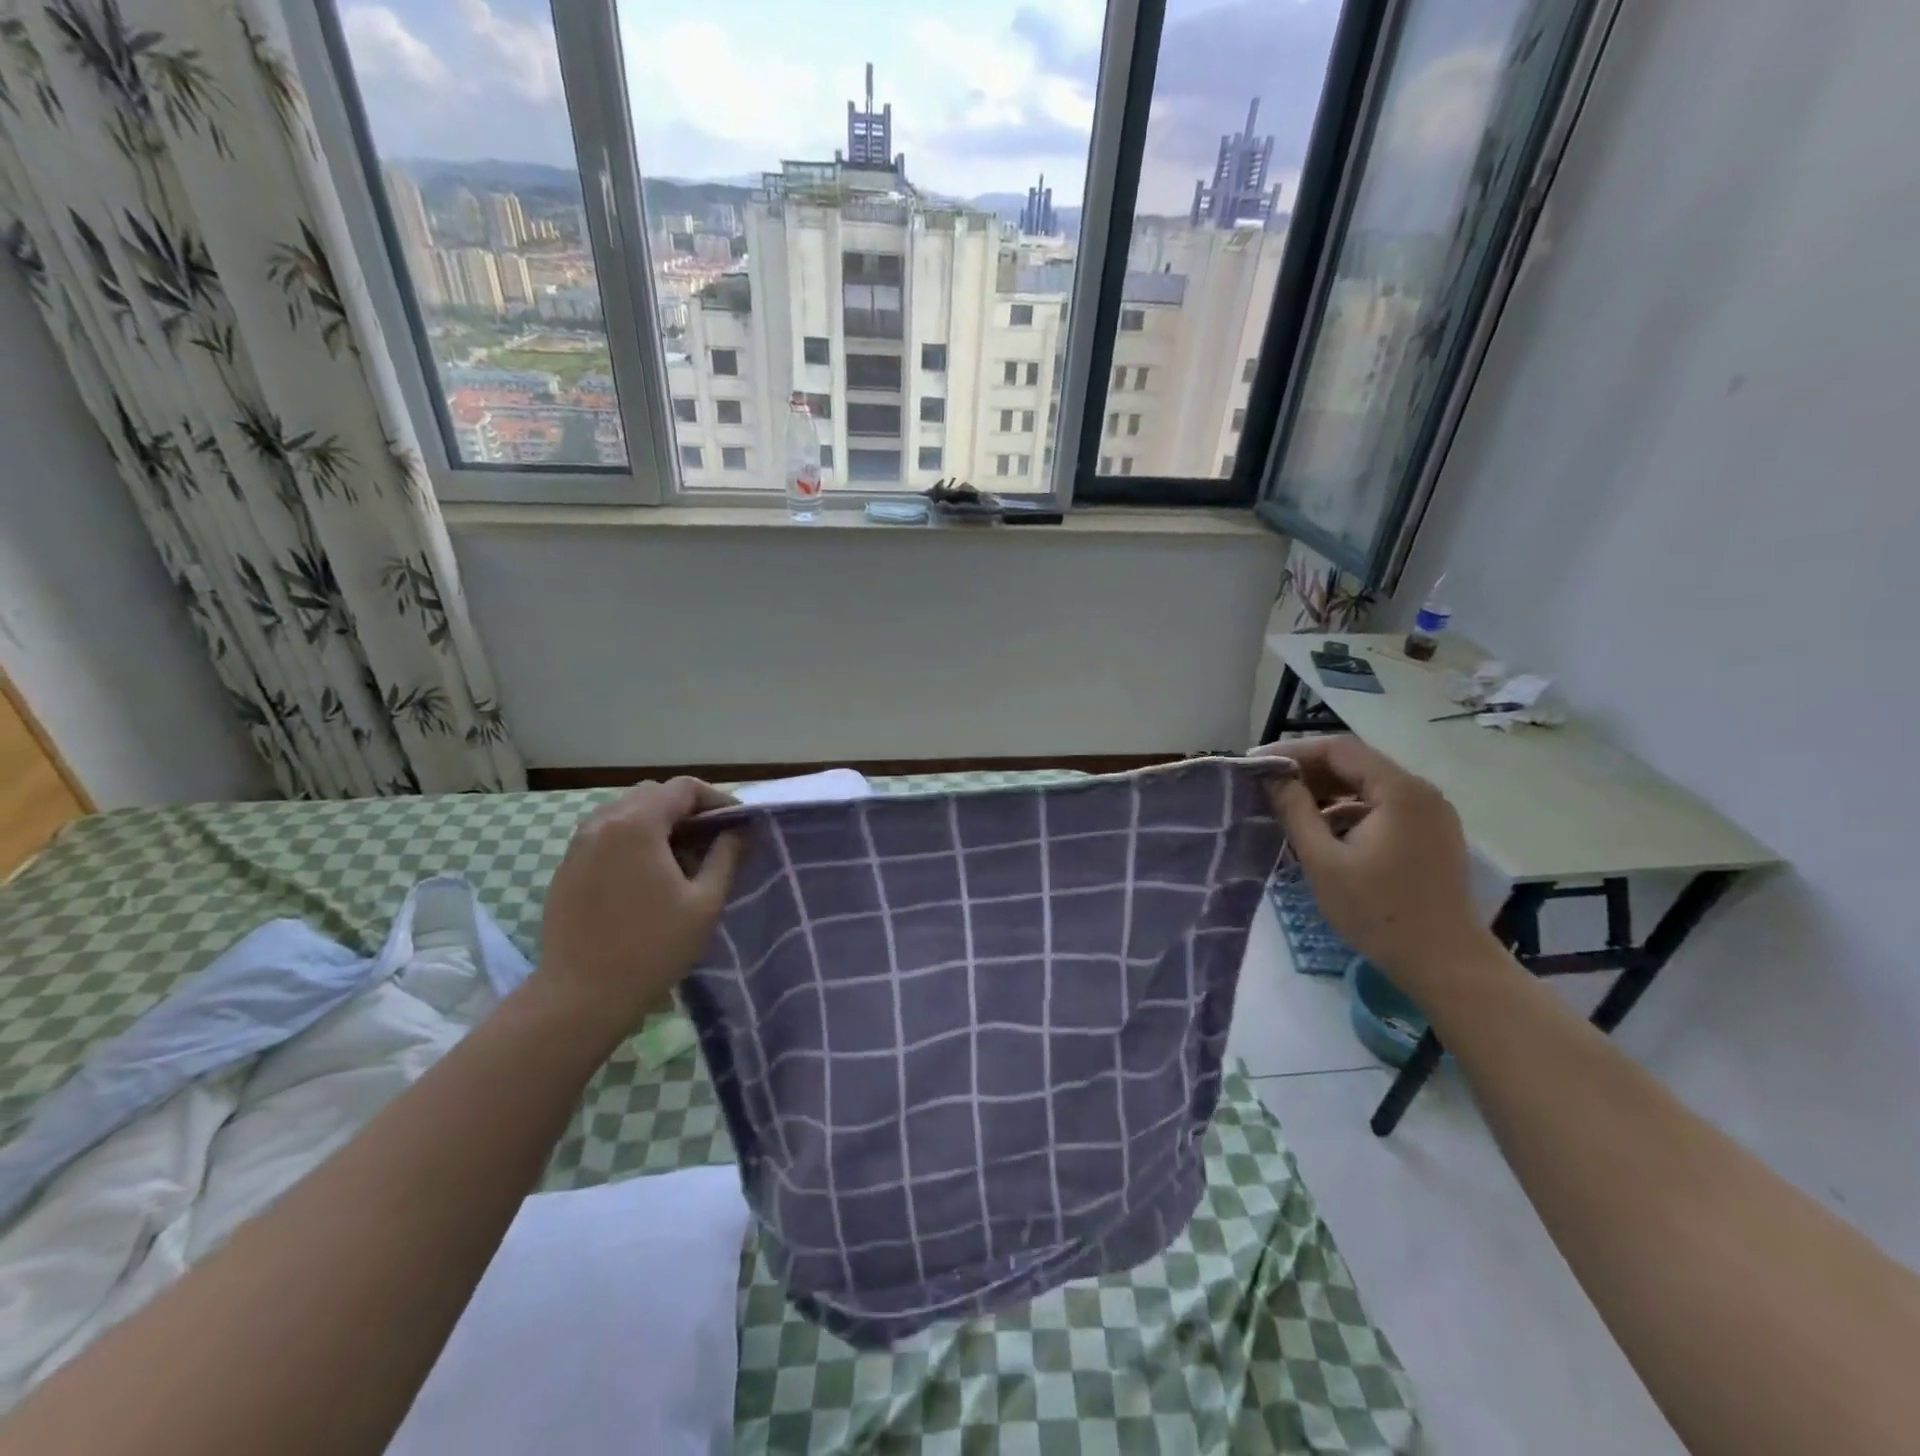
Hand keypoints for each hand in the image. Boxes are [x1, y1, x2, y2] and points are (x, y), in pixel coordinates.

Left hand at [533, 778, 746, 1036]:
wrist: (581, 996)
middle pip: (653, 793)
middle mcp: (603, 823)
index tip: (738, 823)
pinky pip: (605, 835)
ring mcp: (579, 845)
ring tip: (682, 855)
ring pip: (626, 812)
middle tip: (713, 838)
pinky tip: (647, 873)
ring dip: (658, 822)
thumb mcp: (705, 903)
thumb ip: (726, 857)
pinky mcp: (567, 868)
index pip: (683, 788)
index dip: (716, 799)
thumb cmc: (652, 948)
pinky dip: (633, 839)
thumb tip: (740, 830)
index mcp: (637, 824)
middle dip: (687, 808)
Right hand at [1259, 736, 1493, 1000]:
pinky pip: (1383, 808)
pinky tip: (1324, 833)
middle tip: (1267, 786)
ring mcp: (1431, 814)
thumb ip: (1295, 810)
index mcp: (1399, 791)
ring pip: (1368, 787)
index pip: (1338, 749)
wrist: (1446, 965)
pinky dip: (1349, 811)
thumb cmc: (1379, 912)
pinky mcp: (1432, 835)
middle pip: (1355, 764)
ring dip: (1328, 793)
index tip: (1256, 763)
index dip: (1293, 751)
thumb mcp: (1323, 860)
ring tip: (1289, 810)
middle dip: (1309, 772)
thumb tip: (1272, 776)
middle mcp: (1421, 792)